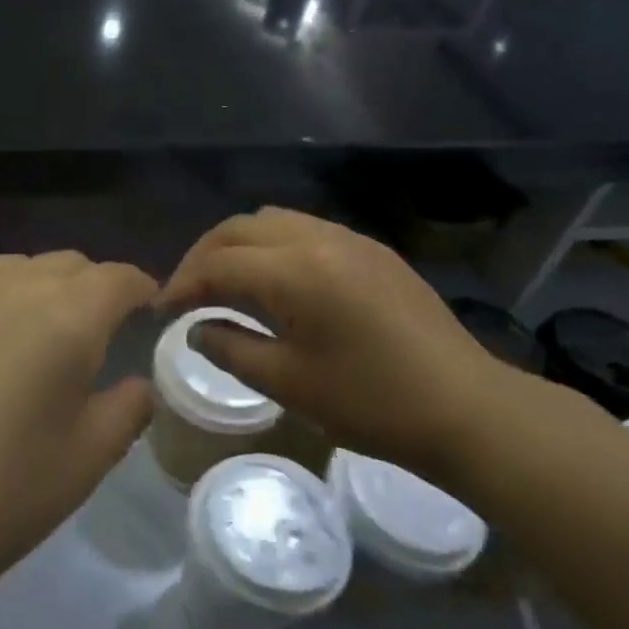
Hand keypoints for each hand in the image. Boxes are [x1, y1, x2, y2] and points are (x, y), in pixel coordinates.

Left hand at [0, 253, 156, 628]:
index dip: (138, 289)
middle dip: (89, 288)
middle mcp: (10, 284)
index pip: (117, 278)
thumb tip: (137, 383)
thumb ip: (127, 409)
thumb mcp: (84, 463)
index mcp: (66, 316)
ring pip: (11, 270)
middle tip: (90, 333)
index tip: (145, 310)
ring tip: (28, 336)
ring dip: (35, 290)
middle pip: (66, 264)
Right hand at [159, 208, 540, 484]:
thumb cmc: (372, 403)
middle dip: (205, 254)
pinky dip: (275, 246)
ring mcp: (351, 239)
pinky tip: (276, 281)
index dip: (183, 283)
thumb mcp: (289, 383)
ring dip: (240, 244)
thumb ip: (230, 348)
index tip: (161, 309)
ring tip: (226, 281)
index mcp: (297, 270)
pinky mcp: (373, 250)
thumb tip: (196, 328)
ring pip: (274, 220)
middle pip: (241, 227)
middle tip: (186, 291)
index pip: (220, 263)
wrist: (466, 408)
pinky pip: (307, 230)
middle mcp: (320, 238)